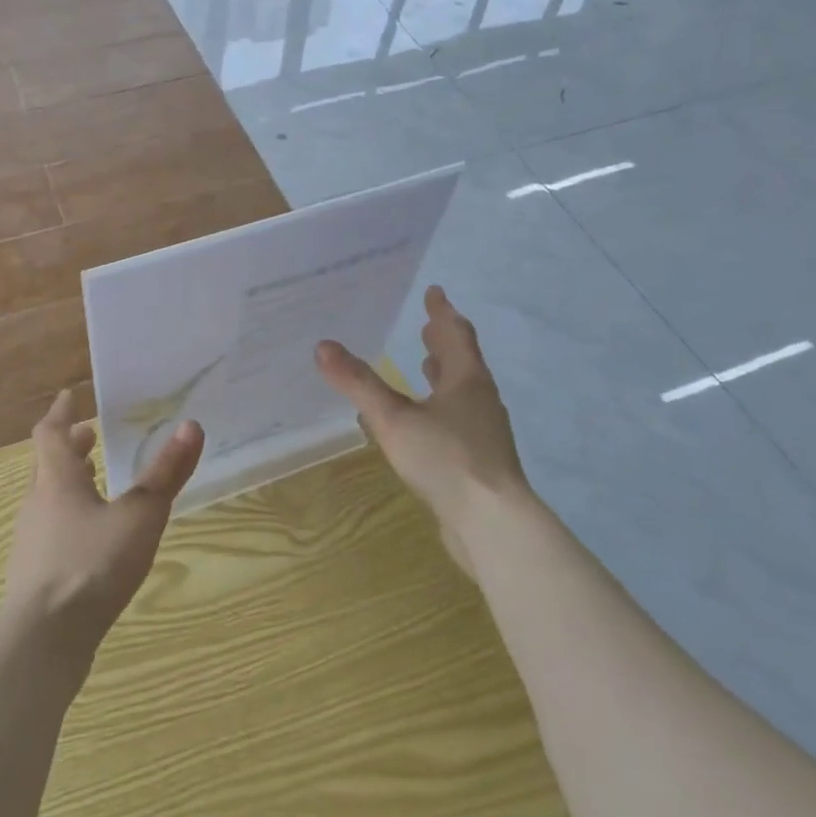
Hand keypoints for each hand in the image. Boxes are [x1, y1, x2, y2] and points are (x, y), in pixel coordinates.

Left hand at [3, 391, 203, 651]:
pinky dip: (69, 518)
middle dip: (70, 447)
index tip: (70, 396)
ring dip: (69, 483)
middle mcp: (37, 503)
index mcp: (57, 480)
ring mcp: (31, 542)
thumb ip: (166, 474)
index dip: (61, 412)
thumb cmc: (91, 565)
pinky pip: (50, 531)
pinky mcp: (34, 576)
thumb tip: (192, 426)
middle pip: (47, 464)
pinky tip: (91, 538)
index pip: (51, 433)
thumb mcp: (140, 516)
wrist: (43, 641)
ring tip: (96, 483)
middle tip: (92, 436)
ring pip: (48, 498)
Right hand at [314, 286, 528, 525]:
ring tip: (426, 364)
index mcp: (467, 380)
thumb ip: (358, 383)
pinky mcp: (480, 460)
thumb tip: (323, 346)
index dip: (442, 312)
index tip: (435, 291)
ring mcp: (484, 432)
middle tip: (426, 324)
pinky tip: (424, 422)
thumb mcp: (393, 418)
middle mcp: (480, 400)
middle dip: (443, 341)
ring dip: (444, 374)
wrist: (493, 524)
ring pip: (463, 392)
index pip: (455, 335)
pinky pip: (458, 419)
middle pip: (462, 361)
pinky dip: (441, 406)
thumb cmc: (446, 459)